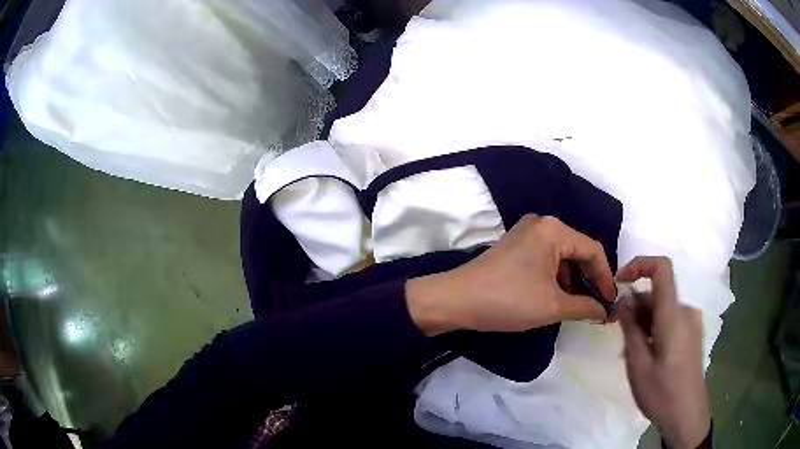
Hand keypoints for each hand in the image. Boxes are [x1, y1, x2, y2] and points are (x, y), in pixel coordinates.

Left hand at [406, 214, 615, 335]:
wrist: (456, 301)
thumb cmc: (508, 300)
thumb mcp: (552, 306)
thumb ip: (585, 306)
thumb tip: (604, 311)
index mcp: (554, 230)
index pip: (593, 250)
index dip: (605, 277)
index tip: (610, 301)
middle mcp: (542, 223)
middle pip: (578, 250)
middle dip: (589, 278)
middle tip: (597, 304)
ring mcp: (525, 232)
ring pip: (562, 255)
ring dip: (572, 279)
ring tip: (578, 305)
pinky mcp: (514, 245)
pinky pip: (546, 257)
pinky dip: (555, 276)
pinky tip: (557, 296)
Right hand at [614, 256, 709, 448]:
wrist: (687, 414)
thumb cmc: (662, 392)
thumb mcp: (638, 364)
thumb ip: (631, 327)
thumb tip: (623, 299)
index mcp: (674, 314)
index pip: (662, 267)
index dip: (639, 265)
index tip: (619, 282)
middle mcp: (686, 310)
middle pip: (658, 291)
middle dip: (635, 304)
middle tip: (615, 329)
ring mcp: (691, 321)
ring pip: (663, 307)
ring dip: (643, 319)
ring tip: (629, 351)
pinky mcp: (691, 333)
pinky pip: (670, 318)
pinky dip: (653, 327)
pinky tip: (644, 353)